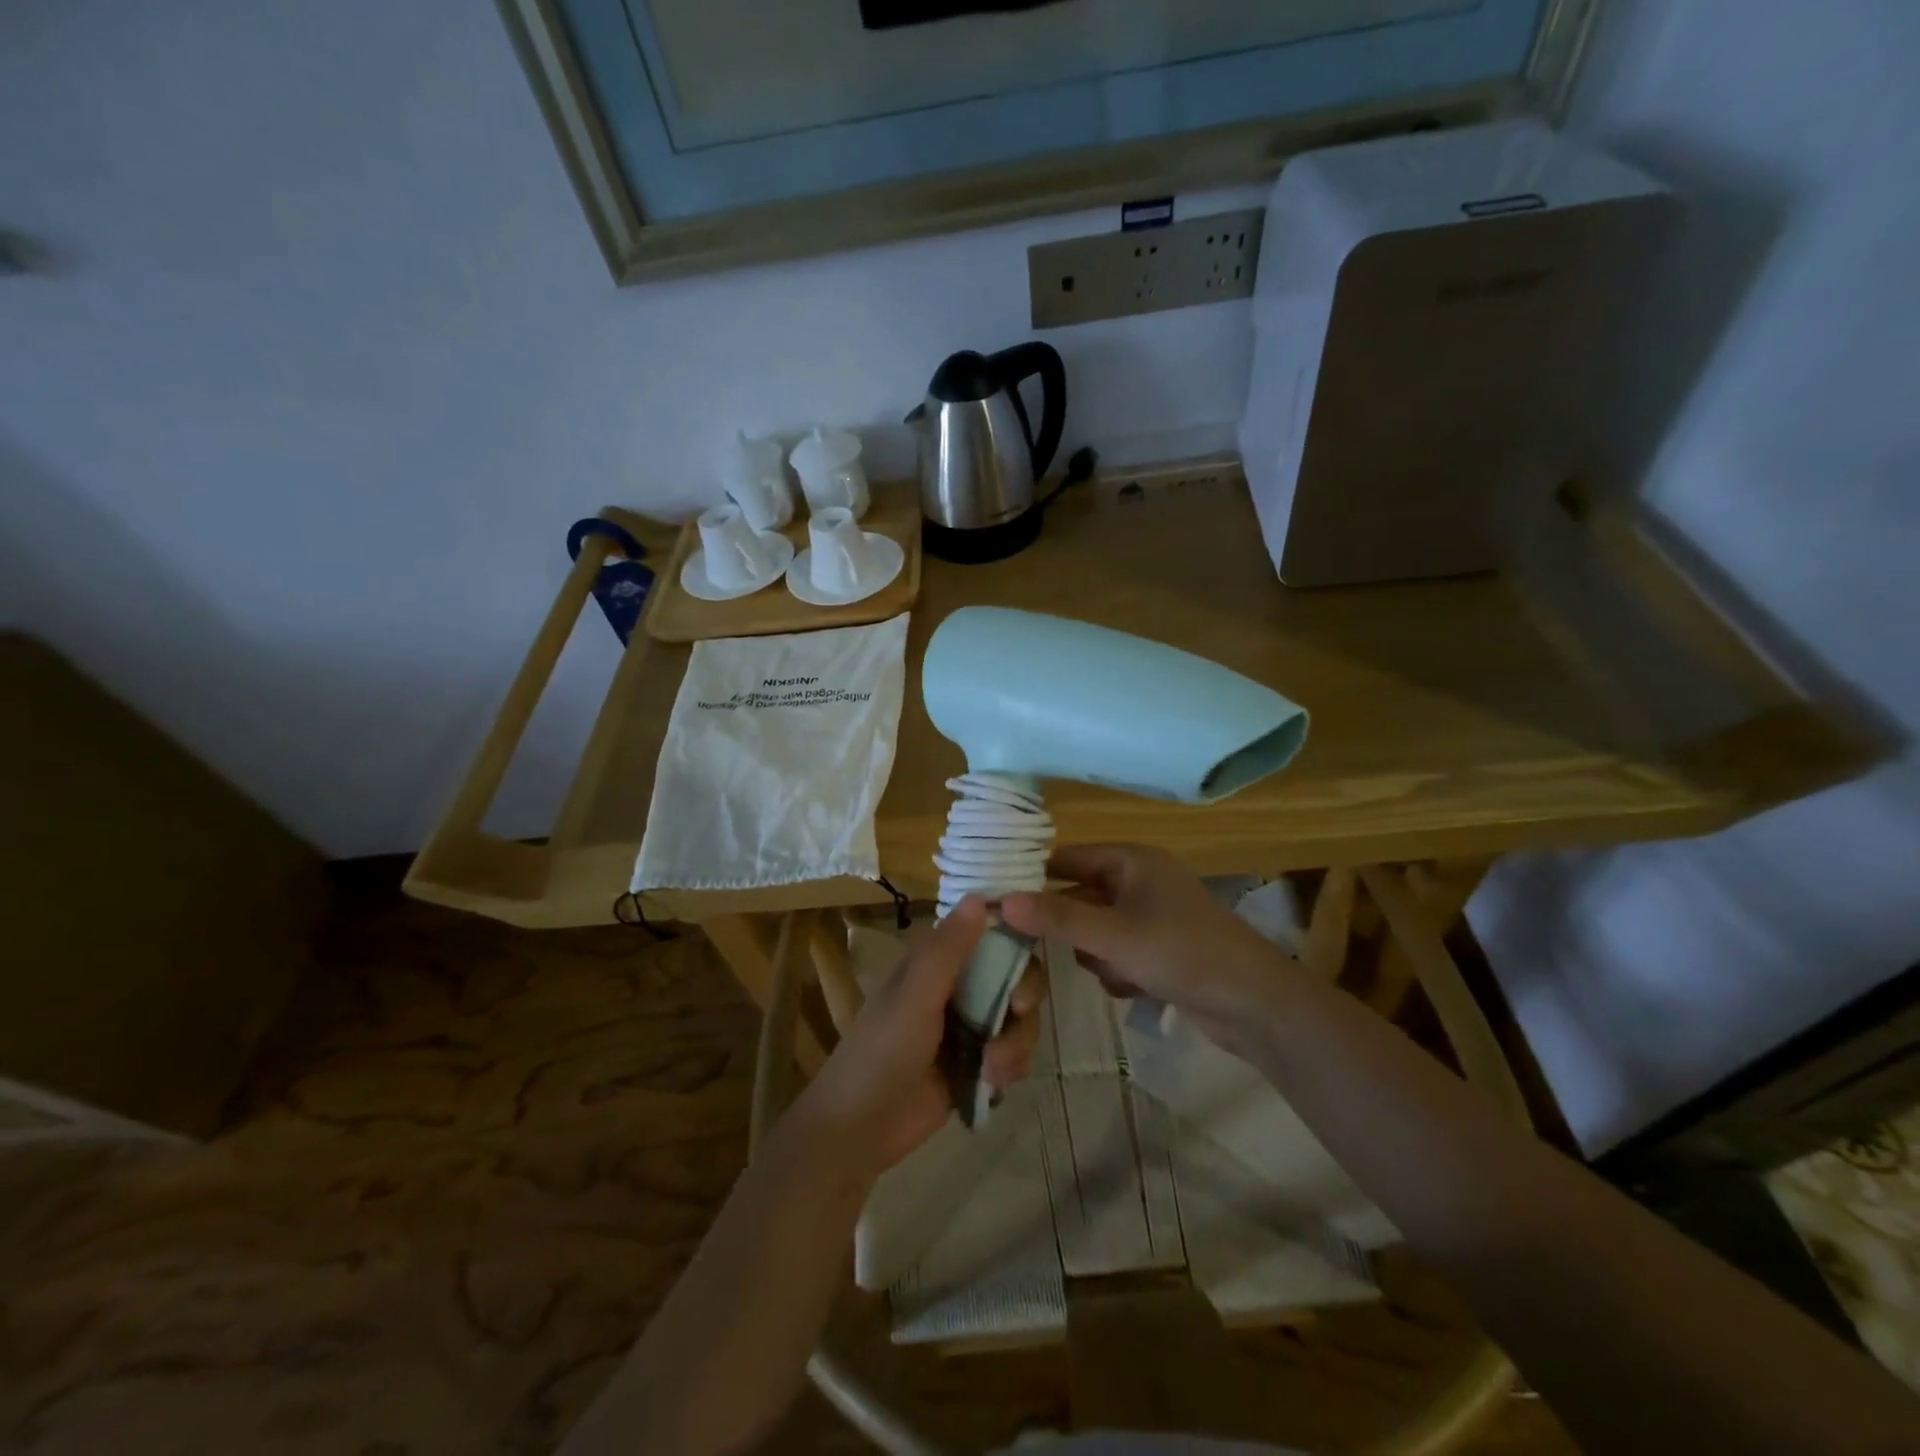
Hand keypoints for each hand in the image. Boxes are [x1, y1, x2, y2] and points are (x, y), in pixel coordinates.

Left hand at [791, 897, 1046, 1180]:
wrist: (861, 1128)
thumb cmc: (882, 1050)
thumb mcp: (915, 996)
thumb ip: (948, 949)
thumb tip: (980, 896)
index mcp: (938, 961)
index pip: (990, 933)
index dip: (1016, 939)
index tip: (1028, 956)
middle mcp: (958, 987)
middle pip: (1016, 976)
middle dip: (1023, 999)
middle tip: (1016, 1014)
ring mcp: (970, 1026)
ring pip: (1020, 1019)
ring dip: (1016, 1042)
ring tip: (993, 1068)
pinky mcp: (978, 1063)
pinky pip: (1015, 1054)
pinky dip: (1012, 1067)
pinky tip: (995, 1083)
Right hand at [1001, 844, 1294, 1057]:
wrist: (1256, 1005)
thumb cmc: (1184, 954)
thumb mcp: (1114, 936)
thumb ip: (1058, 918)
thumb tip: (1002, 901)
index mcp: (1130, 860)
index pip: (1065, 858)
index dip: (1031, 877)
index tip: (996, 902)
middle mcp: (1137, 881)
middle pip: (1077, 897)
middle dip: (1069, 928)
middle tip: (1038, 950)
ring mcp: (1149, 916)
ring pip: (1093, 931)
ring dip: (1096, 955)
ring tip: (1117, 972)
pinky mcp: (1158, 950)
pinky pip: (1115, 954)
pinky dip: (1118, 972)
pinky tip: (1136, 988)